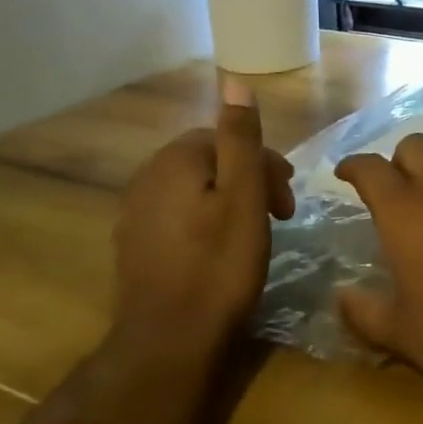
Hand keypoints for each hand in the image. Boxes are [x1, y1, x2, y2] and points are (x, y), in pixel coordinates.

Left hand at [112, 76, 294, 367]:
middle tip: (280, 216)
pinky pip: (178, 216)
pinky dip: (205, 222)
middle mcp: (146, 177)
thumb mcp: (243, 197)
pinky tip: (218, 251)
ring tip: (253, 233)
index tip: (288, 200)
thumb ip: (240, 138)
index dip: (265, 164)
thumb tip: (234, 80)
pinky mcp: (134, 246)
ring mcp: (134, 214)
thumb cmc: (218, 267)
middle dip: (249, 180)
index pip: (227, 139)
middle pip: (209, 162)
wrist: (168, 343)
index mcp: (174, 160)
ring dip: (228, 201)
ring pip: (194, 190)